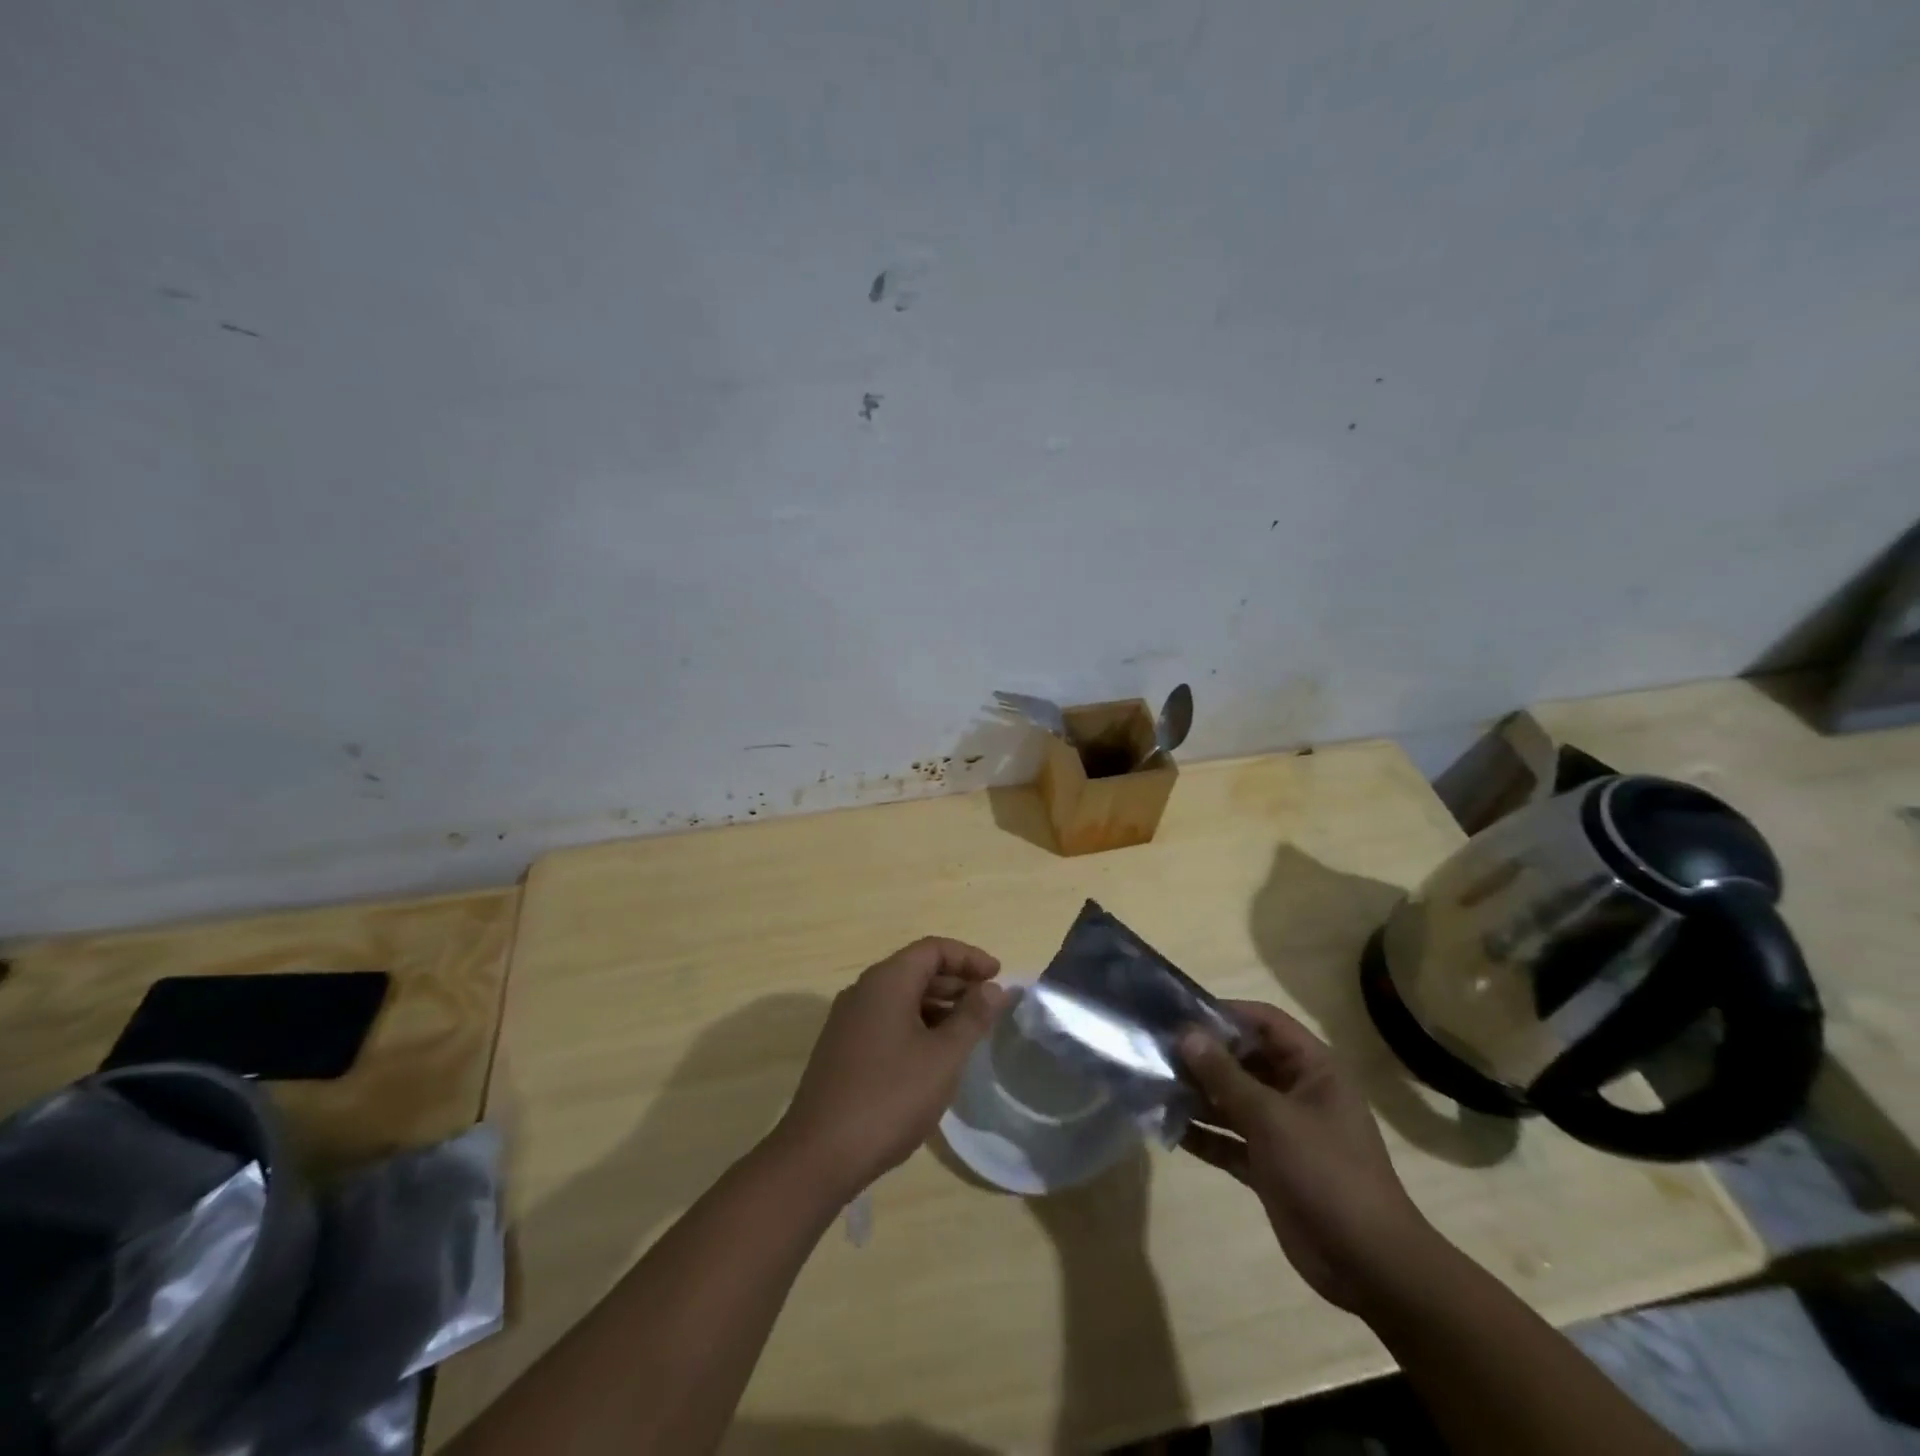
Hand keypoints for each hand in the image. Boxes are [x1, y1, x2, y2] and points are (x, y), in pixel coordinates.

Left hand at [772, 937, 1006, 1196]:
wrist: (819, 1154)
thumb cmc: (890, 1097)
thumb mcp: (943, 1057)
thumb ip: (972, 1017)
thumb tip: (994, 988)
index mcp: (886, 981)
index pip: (933, 949)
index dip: (969, 957)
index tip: (998, 976)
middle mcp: (863, 990)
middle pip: (916, 969)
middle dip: (955, 981)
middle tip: (988, 1005)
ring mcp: (848, 1020)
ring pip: (901, 997)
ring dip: (937, 1005)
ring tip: (968, 1032)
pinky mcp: (842, 1048)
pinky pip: (886, 1020)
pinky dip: (916, 1025)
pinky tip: (933, 1056)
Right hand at [1178, 1000, 1441, 1313]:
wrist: (1369, 1266)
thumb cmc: (1326, 1174)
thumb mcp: (1272, 1118)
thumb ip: (1225, 1076)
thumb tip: (1187, 1034)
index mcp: (1313, 1069)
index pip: (1265, 1022)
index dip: (1225, 1014)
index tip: (1179, 1015)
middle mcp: (1297, 1092)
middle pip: (1244, 1060)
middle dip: (1203, 1058)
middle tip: (1156, 1051)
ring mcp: (1283, 1130)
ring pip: (1232, 1100)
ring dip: (1197, 1096)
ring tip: (1153, 1086)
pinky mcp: (1269, 1165)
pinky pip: (1230, 1139)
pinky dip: (1204, 1134)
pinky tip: (1168, 1129)